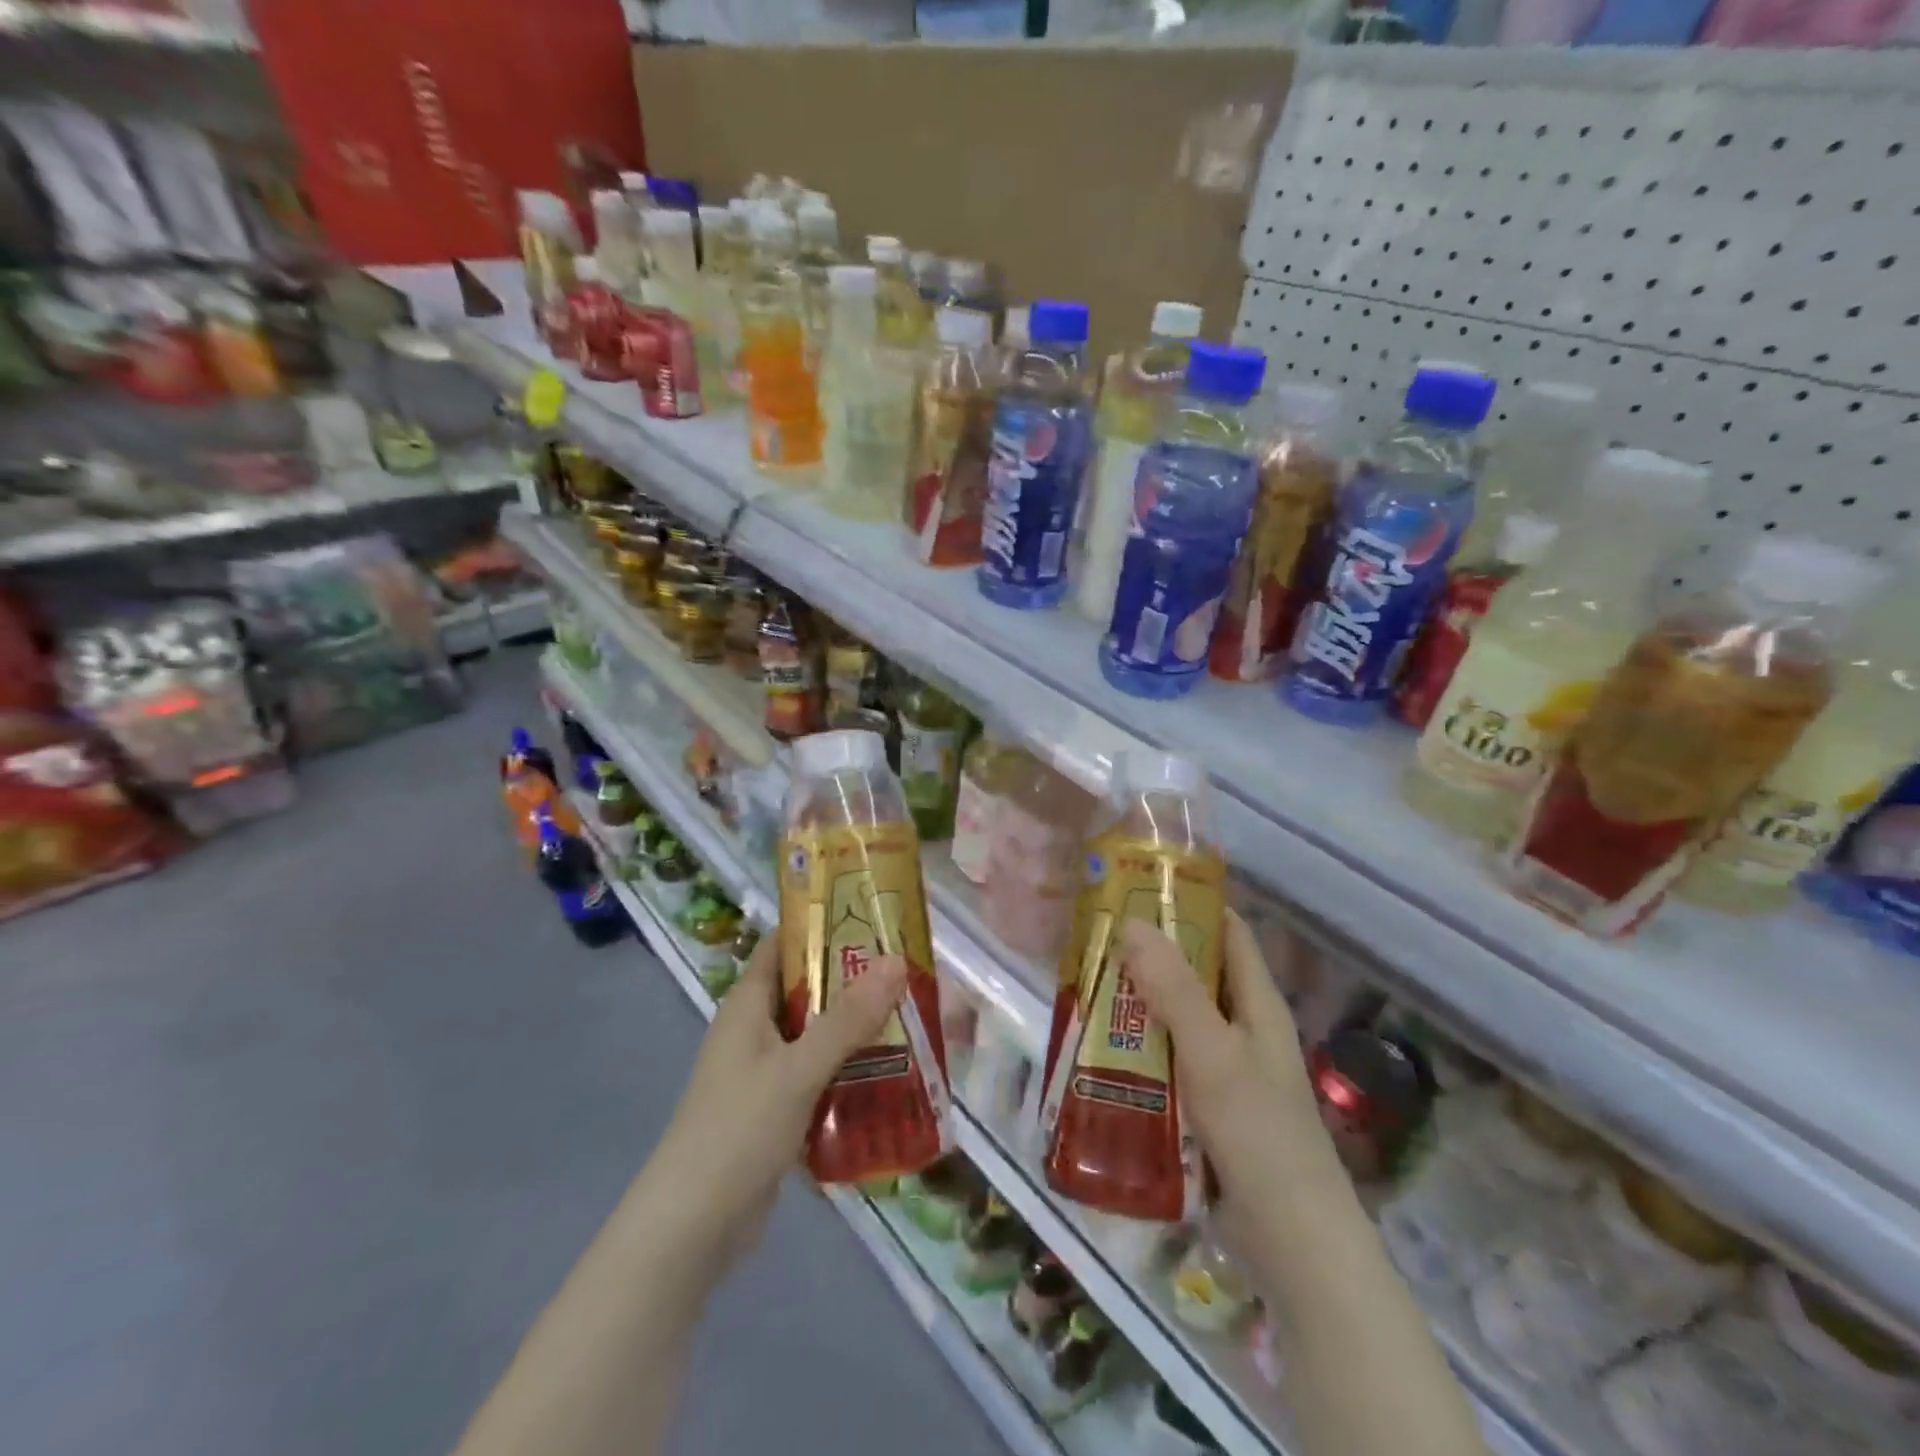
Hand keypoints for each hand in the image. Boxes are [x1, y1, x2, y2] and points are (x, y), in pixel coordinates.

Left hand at [647, 931, 907, 1268]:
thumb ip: (848, 1019)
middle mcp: (755, 1030)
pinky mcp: (776, 1112)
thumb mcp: (797, 1070)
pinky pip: (819, 1077)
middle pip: (809, 989)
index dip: (823, 924)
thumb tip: (897, 961)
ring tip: (913, 1018)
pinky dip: (849, 1072)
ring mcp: (764, 1073)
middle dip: (855, 981)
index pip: (784, 944)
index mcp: (748, 1005)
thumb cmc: (737, 1132)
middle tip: (910, 972)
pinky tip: (892, 1076)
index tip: (874, 916)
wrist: (690, 1231)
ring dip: (858, 1029)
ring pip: (818, 1036)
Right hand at [1120, 911, 1340, 1249]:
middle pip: (1195, 972)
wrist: (1292, 1242)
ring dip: (1138, 1002)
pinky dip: (1140, 1047)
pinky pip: (1169, 1060)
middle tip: (1094, 937)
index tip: (1137, 888)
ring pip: (1177, 1017)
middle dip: (1149, 953)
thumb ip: (1174, 989)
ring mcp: (1226, 1068)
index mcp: (1257, 1003)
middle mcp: (1243, 1027)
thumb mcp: (1213, 1053)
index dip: (1189, 904)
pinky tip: (1102, 1049)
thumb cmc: (1259, 1133)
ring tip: (1085, 985)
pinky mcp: (1209, 1106)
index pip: (1227, 932)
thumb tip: (1132, 921)